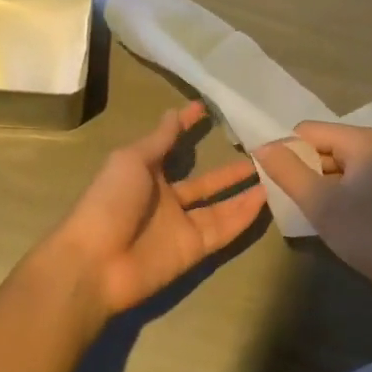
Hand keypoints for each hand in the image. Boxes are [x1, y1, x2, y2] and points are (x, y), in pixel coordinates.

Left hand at [51, 101, 266, 317]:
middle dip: (230, 170)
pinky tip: (267, 198)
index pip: (173, 147)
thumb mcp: (132, 160)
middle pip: (206, 183)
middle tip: (261, 154)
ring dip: (244, 192)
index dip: (188, 129)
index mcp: (147, 174)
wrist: (97, 261)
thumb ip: (159, 139)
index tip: (210, 110)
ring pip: (221, 206)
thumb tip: (175, 111)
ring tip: (274, 174)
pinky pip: (224, 229)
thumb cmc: (110, 201)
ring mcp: (182, 225)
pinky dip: (244, 216)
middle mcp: (167, 199)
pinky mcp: (195, 249)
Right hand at [255, 122, 371, 292]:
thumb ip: (288, 171)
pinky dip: (336, 195)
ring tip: (314, 214)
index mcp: (360, 140)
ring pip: (334, 166)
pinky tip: (335, 220)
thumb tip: (262, 146)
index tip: (277, 185)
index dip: (286, 153)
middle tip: (295, 203)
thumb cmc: (370, 233)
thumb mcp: (320, 203)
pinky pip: (350, 181)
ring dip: (319, 186)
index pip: (305, 131)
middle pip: (321, 146)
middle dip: (303, 170)